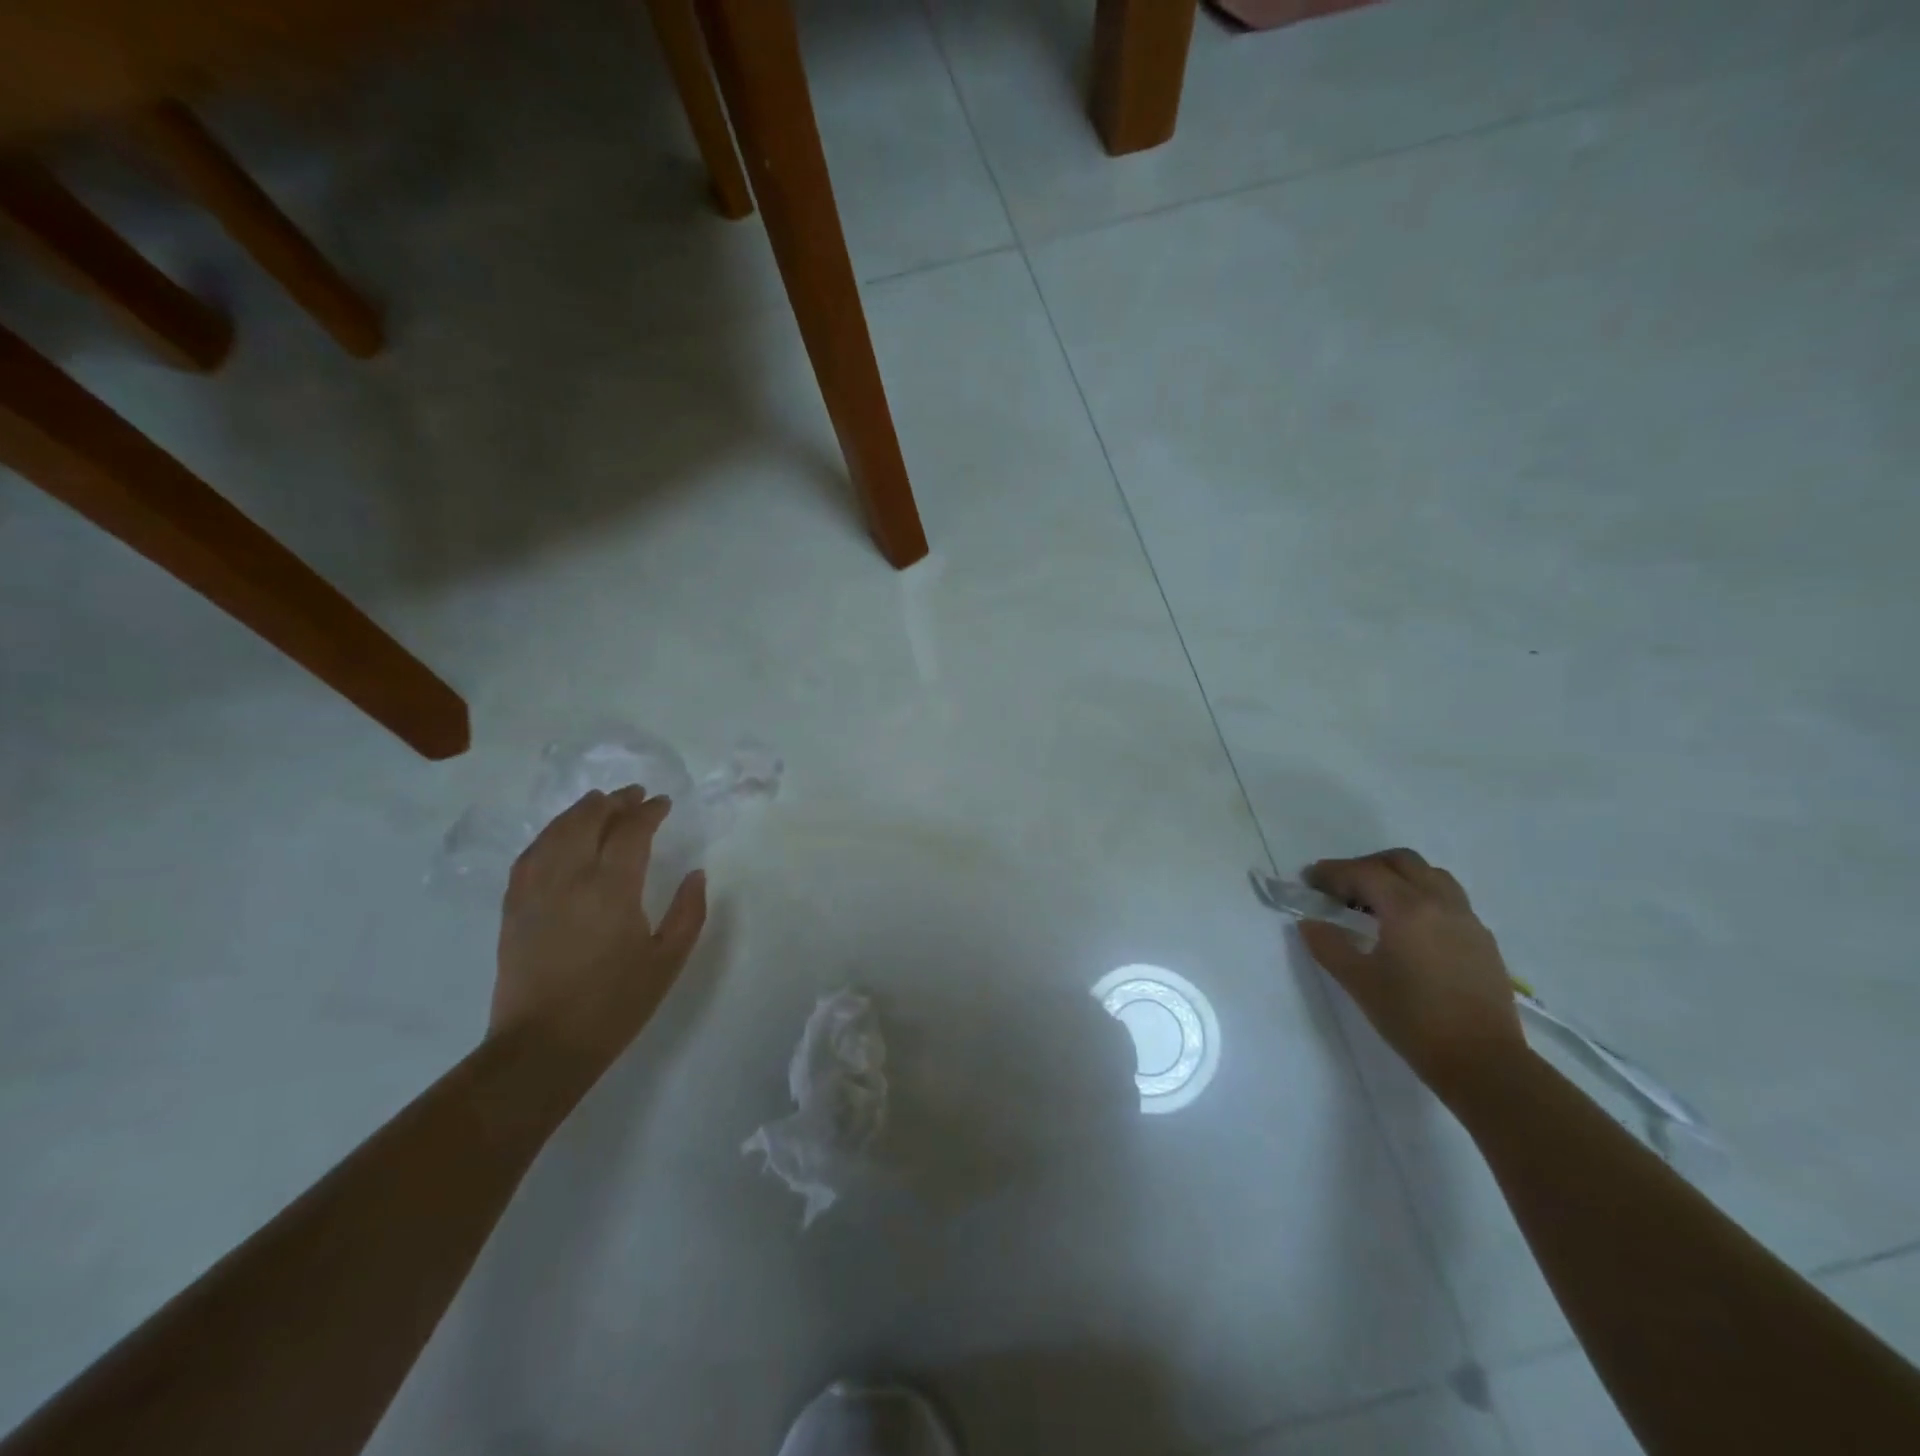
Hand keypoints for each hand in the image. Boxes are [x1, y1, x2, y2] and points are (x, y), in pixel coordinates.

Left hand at [492, 786, 707, 1079]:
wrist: (543, 1046)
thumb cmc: (614, 1004)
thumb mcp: (667, 960)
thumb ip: (688, 912)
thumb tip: (696, 874)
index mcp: (612, 889)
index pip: (630, 831)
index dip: (648, 812)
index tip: (663, 803)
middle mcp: (570, 878)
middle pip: (588, 820)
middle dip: (613, 802)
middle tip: (634, 795)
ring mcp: (535, 891)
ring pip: (556, 832)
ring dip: (579, 811)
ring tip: (598, 803)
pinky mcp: (513, 907)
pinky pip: (530, 855)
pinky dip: (548, 835)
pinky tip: (559, 835)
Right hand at [1301, 849, 1525, 1101]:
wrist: (1483, 1063)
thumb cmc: (1413, 1019)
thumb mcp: (1359, 982)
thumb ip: (1329, 946)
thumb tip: (1310, 923)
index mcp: (1408, 909)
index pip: (1365, 873)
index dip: (1333, 872)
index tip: (1309, 880)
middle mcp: (1441, 904)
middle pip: (1401, 861)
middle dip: (1366, 866)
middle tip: (1340, 887)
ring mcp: (1467, 920)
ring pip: (1431, 876)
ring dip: (1398, 877)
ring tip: (1375, 904)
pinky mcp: (1482, 941)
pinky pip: (1449, 899)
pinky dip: (1422, 897)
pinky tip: (1408, 928)